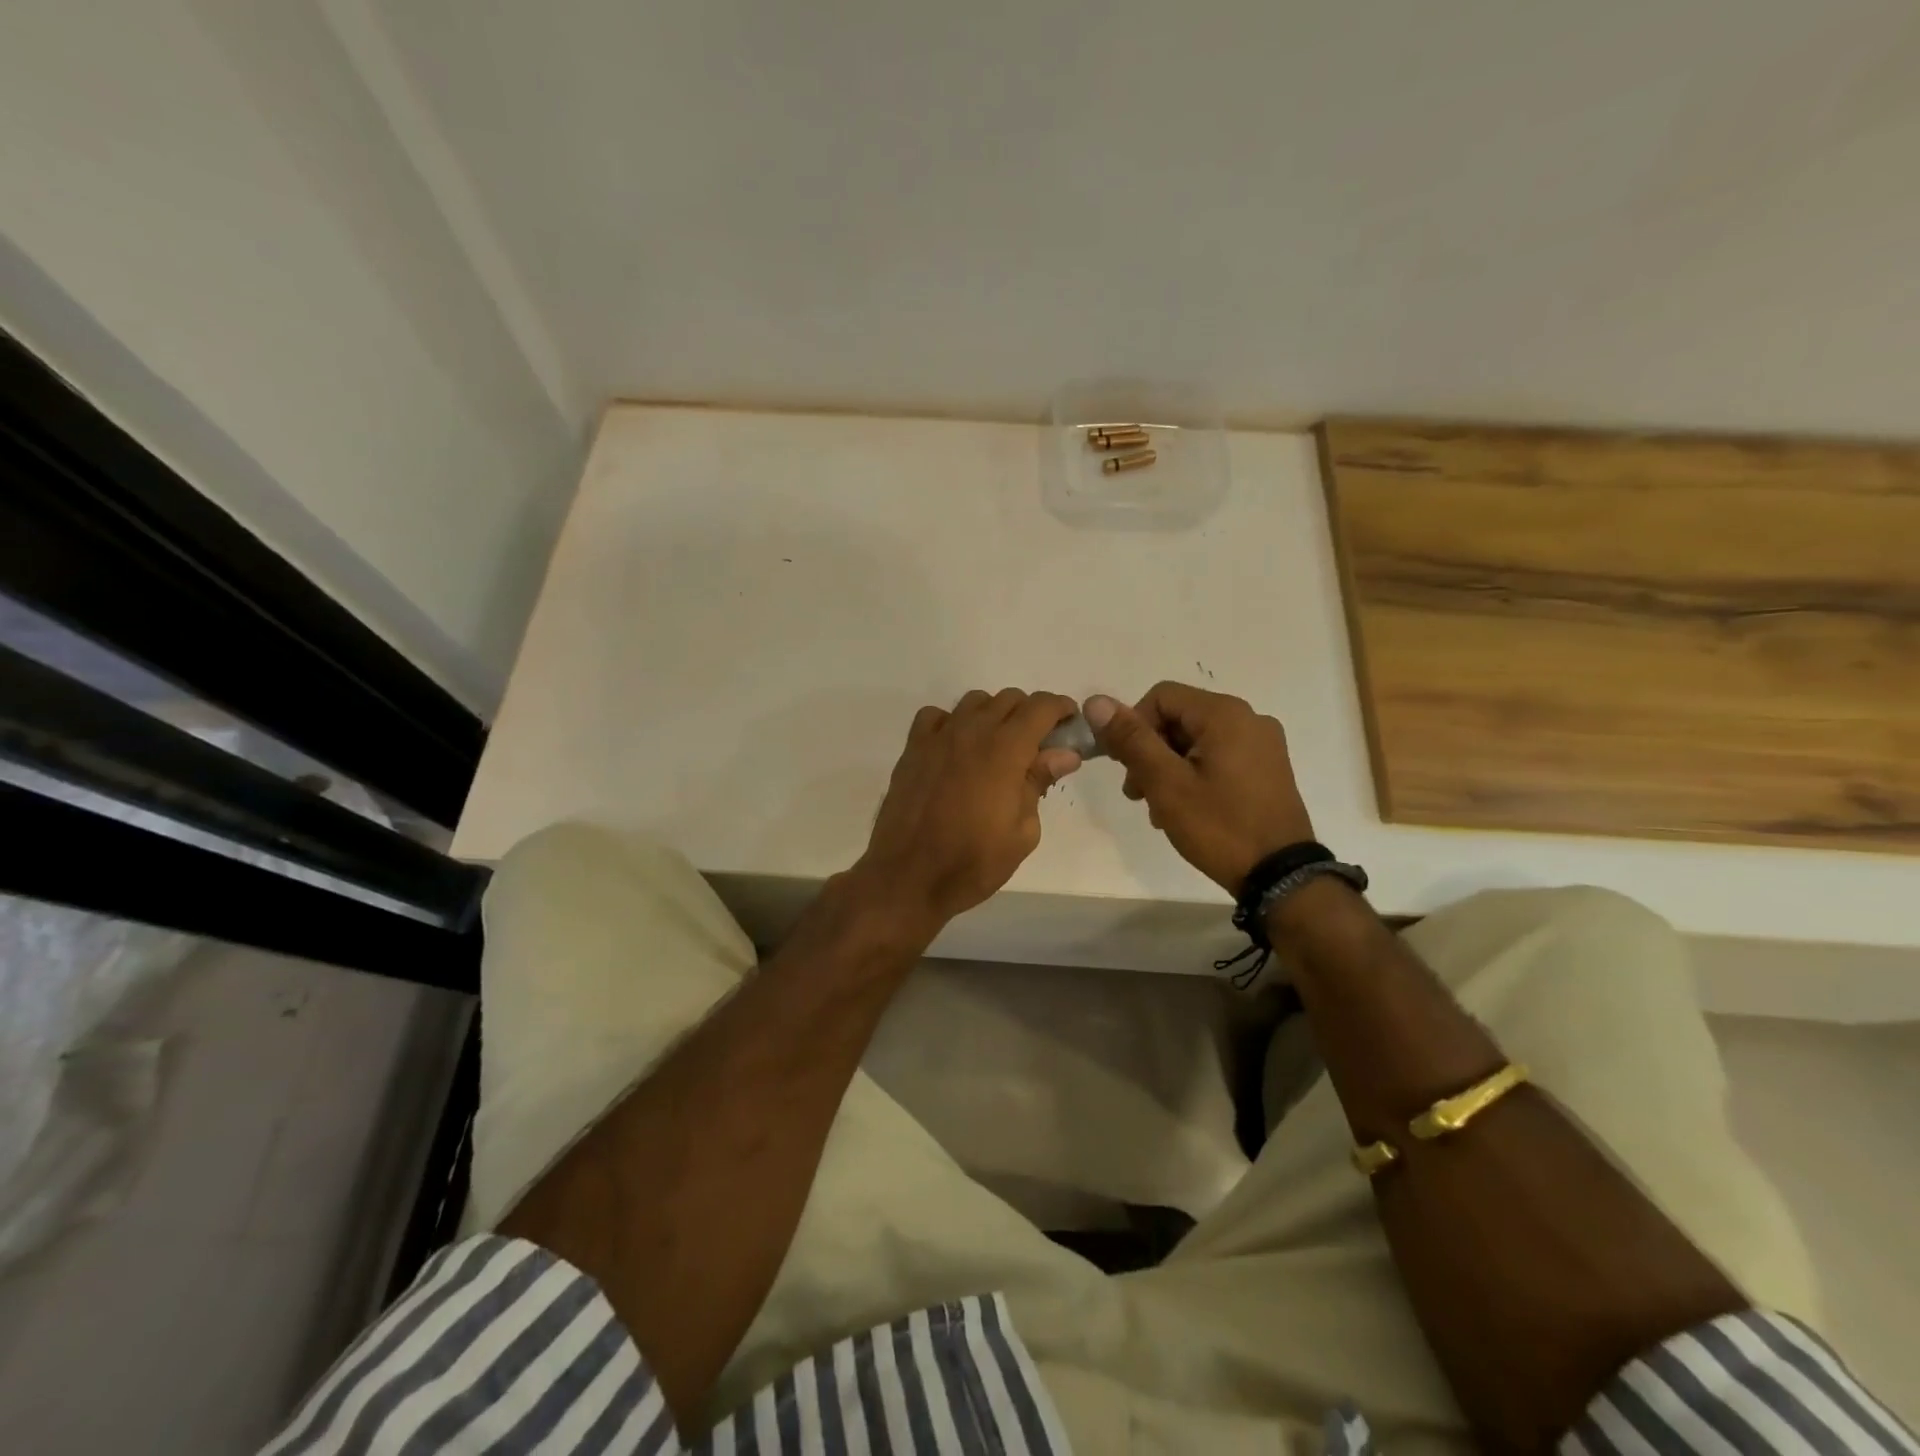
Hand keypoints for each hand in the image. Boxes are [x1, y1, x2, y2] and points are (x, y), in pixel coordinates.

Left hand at [852, 689, 1082, 933]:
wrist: (908, 877)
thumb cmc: (973, 862)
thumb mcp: (1022, 832)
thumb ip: (1040, 783)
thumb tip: (1064, 753)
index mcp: (1006, 750)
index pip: (1040, 706)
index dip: (1061, 708)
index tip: (1070, 725)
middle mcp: (972, 732)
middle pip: (1009, 699)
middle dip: (1030, 714)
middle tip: (1037, 746)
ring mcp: (938, 737)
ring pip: (974, 702)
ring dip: (993, 715)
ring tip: (997, 747)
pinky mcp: (913, 749)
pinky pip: (936, 716)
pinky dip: (952, 723)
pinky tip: (956, 749)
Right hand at [1084, 682, 1313, 894]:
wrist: (1280, 876)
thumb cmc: (1219, 826)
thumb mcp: (1166, 783)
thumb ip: (1131, 739)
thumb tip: (1097, 701)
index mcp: (1225, 714)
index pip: (1160, 697)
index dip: (1134, 726)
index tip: (1126, 767)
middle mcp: (1249, 718)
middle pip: (1178, 718)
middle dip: (1150, 752)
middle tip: (1137, 794)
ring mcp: (1263, 744)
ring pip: (1196, 740)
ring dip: (1168, 767)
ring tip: (1159, 809)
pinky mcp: (1267, 768)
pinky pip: (1218, 756)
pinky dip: (1193, 774)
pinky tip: (1185, 809)